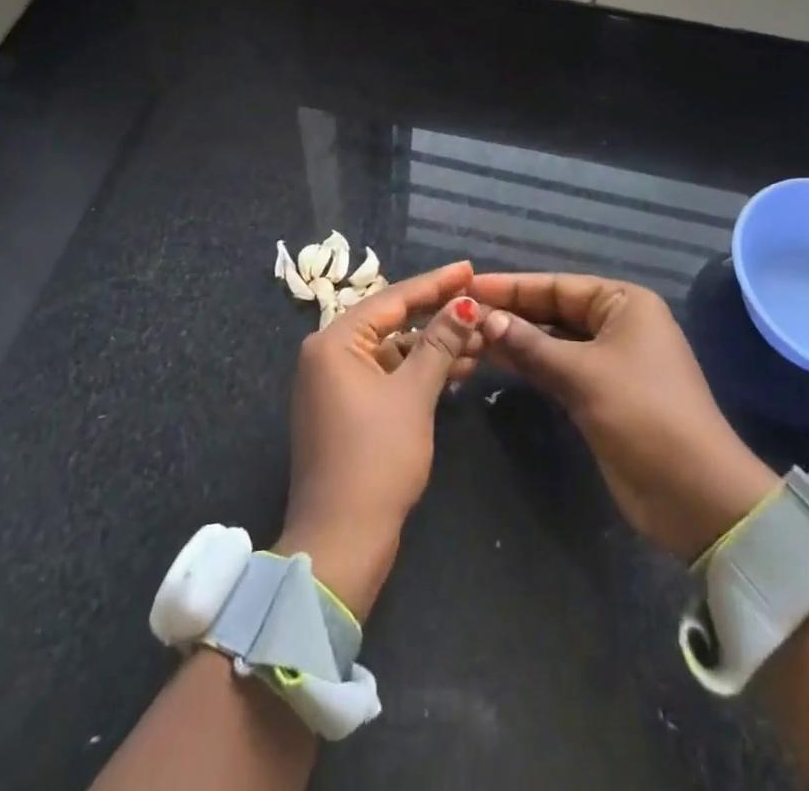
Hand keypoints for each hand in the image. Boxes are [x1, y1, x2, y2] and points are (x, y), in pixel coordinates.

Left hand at [276, 260, 481, 620]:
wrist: (342, 540)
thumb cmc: (376, 457)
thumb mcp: (414, 394)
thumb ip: (440, 343)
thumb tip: (466, 304)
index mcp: (334, 342)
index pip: (392, 300)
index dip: (435, 283)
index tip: (469, 268)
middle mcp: (328, 355)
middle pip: (392, 322)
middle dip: (438, 317)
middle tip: (479, 303)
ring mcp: (335, 384)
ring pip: (393, 351)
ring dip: (433, 347)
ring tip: (480, 339)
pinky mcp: (346, 410)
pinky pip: (387, 376)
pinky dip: (418, 372)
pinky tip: (456, 369)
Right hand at [473, 273, 778, 562]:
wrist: (695, 495)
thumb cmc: (644, 415)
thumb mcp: (584, 374)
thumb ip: (531, 344)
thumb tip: (485, 319)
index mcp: (624, 303)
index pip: (557, 285)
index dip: (511, 286)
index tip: (467, 286)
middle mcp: (617, 324)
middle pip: (553, 310)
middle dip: (510, 312)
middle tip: (459, 313)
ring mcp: (609, 361)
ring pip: (552, 340)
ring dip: (515, 339)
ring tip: (466, 336)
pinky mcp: (600, 394)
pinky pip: (557, 368)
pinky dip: (529, 364)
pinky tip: (493, 360)